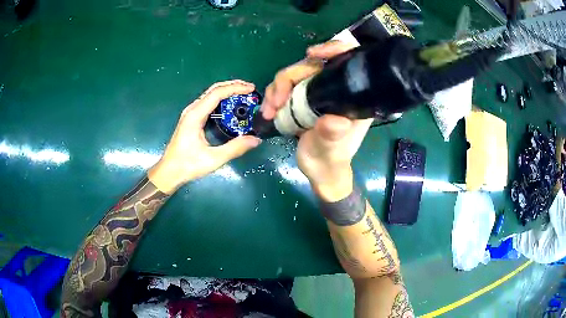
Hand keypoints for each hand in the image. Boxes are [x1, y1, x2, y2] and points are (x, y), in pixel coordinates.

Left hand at [149, 80, 261, 193]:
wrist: (169, 171)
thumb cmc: (188, 165)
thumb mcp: (213, 159)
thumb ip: (235, 148)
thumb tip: (256, 139)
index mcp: (195, 115)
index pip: (217, 93)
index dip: (235, 88)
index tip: (251, 89)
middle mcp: (192, 110)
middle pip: (213, 89)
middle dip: (232, 86)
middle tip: (250, 89)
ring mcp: (191, 113)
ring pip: (210, 94)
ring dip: (227, 91)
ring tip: (243, 94)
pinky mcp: (191, 119)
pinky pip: (208, 102)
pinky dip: (221, 99)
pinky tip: (230, 105)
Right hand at [261, 41, 373, 200]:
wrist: (320, 170)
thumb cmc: (330, 160)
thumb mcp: (331, 149)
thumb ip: (332, 135)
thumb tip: (334, 120)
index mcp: (352, 96)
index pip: (347, 61)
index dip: (333, 49)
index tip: (313, 53)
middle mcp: (335, 88)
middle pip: (311, 65)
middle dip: (289, 78)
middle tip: (275, 102)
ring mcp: (317, 92)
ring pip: (294, 74)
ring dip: (276, 89)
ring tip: (269, 112)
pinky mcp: (302, 98)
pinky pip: (284, 86)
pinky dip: (273, 96)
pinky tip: (268, 112)